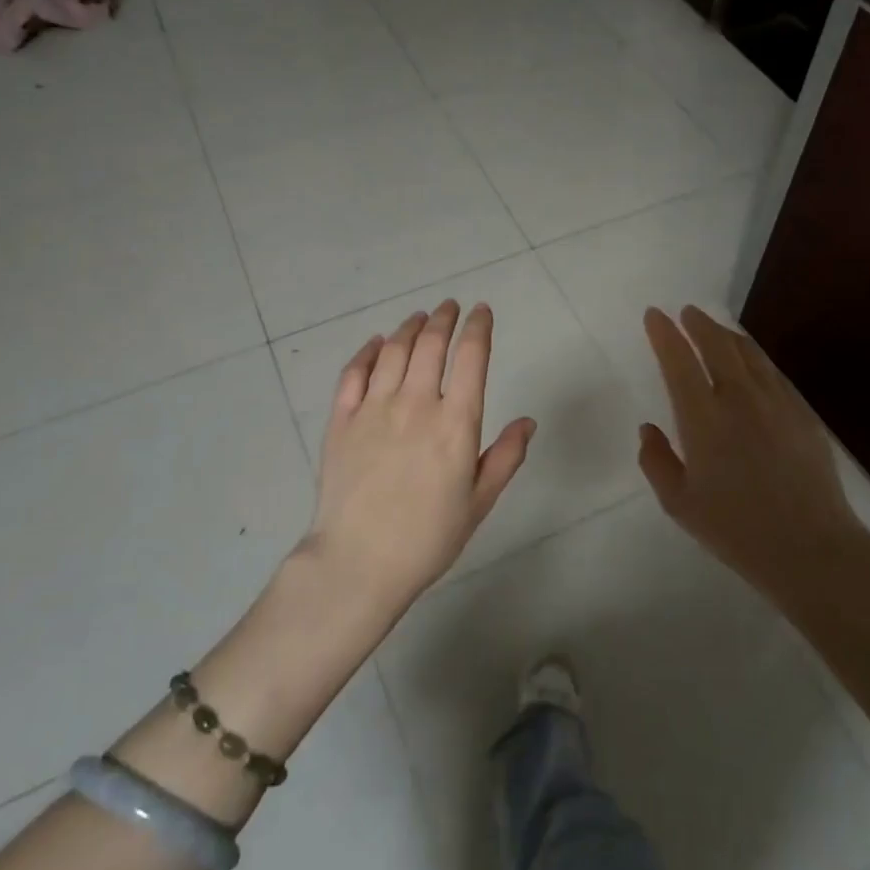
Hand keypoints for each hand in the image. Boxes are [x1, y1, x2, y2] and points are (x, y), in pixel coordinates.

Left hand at [306, 300, 535, 612]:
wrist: (359, 562)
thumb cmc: (428, 537)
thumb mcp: (479, 502)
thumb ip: (506, 457)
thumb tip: (528, 421)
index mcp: (456, 423)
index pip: (471, 357)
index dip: (479, 328)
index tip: (482, 311)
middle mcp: (416, 403)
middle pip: (431, 344)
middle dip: (444, 318)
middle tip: (450, 307)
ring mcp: (374, 408)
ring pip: (394, 351)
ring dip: (410, 327)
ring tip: (419, 318)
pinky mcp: (341, 419)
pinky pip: (354, 373)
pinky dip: (368, 352)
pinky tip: (376, 344)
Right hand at [639, 306, 868, 602]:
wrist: (811, 548)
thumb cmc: (736, 530)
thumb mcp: (679, 504)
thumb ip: (656, 461)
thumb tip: (648, 429)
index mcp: (703, 418)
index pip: (679, 361)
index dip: (664, 334)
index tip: (655, 315)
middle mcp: (739, 399)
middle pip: (717, 344)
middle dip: (698, 324)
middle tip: (686, 313)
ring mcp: (776, 402)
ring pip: (749, 353)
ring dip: (727, 335)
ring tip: (715, 329)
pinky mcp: (802, 413)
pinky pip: (773, 372)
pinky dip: (754, 357)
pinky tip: (751, 362)